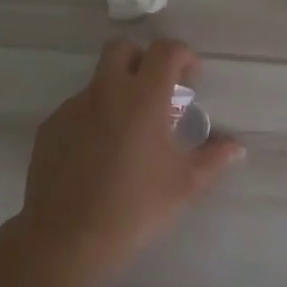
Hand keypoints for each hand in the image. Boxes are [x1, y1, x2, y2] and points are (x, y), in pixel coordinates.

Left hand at [15, 38, 243, 282]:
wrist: (67, 238)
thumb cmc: (136, 207)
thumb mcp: (185, 185)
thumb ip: (214, 159)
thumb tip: (236, 147)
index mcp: (143, 98)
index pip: (165, 50)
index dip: (183, 56)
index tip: (191, 80)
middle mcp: (106, 92)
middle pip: (122, 49)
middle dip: (143, 60)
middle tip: (157, 92)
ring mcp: (73, 108)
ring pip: (98, 81)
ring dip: (118, 92)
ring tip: (129, 133)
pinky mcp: (50, 128)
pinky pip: (77, 109)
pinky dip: (94, 118)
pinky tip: (100, 154)